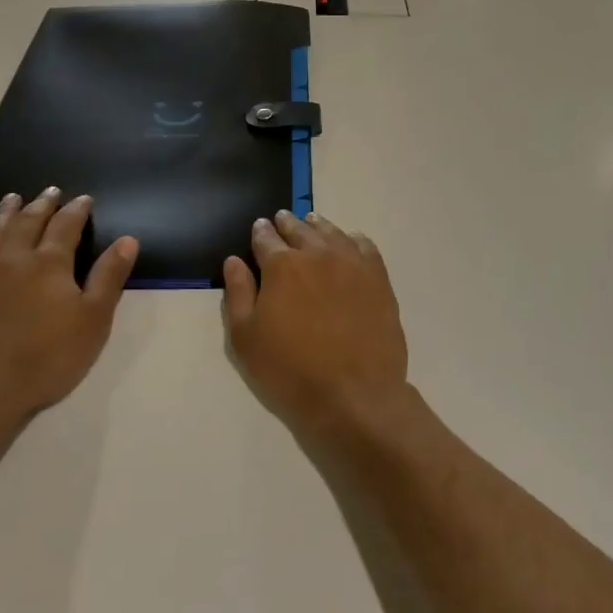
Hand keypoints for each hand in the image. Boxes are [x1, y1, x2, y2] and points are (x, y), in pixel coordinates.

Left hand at [0, 189, 137, 437]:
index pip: (67, 226)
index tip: (84, 198)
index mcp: (50, 264)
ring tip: (11, 198)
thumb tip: (127, 240)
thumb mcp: (94, 320)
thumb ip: (109, 277)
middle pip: (29, 223)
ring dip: (3, 213)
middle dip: (42, 205)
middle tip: (50, 191)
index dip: (77, 210)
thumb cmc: (47, 358)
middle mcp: (13, 259)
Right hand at [223, 211, 408, 439]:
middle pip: (299, 229)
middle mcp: (317, 254)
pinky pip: (364, 246)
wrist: (354, 393)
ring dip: (317, 226)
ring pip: (331, 232)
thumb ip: (238, 293)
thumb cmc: (290, 369)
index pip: (266, 238)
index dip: (260, 232)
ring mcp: (352, 263)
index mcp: (282, 266)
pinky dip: (352, 239)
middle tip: (282, 219)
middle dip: (287, 224)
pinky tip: (349, 242)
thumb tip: (234, 261)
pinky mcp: (378, 277)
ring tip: (312, 222)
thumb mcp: (246, 338)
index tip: (259, 227)